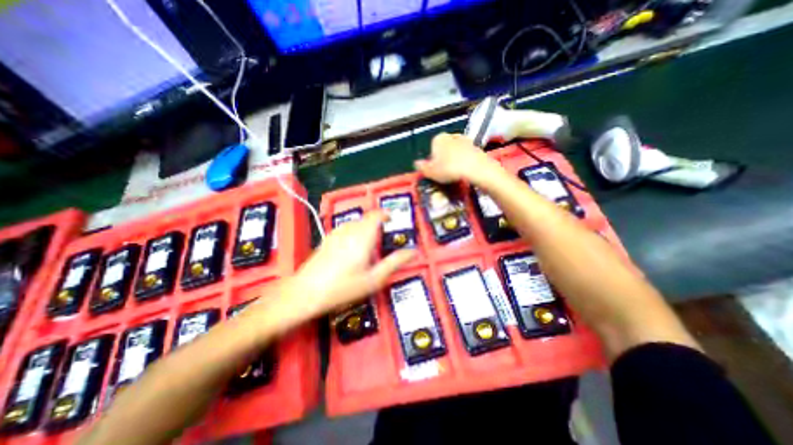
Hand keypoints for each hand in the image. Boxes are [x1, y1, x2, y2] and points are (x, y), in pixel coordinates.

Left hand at [257, 212, 416, 333]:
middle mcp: (350, 230)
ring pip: (356, 223)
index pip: (376, 215)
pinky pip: (346, 229)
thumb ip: (394, 262)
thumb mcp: (374, 279)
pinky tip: (352, 249)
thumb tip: (413, 251)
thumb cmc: (344, 287)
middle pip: (367, 218)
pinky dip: (354, 232)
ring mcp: (336, 233)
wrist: (305, 293)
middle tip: (384, 239)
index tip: (393, 220)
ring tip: (370, 244)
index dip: (386, 214)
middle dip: (378, 224)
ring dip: (366, 228)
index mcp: (363, 236)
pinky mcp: (327, 239)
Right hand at [415, 132, 499, 183]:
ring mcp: (465, 139)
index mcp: (438, 138)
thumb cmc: (449, 169)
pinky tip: (465, 170)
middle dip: (444, 158)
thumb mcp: (431, 172)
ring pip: (455, 150)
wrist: (475, 168)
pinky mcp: (476, 146)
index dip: (432, 160)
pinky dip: (464, 161)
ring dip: (454, 159)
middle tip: (445, 172)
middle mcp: (451, 135)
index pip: (432, 148)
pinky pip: (466, 154)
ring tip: (455, 173)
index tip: (435, 170)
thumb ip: (422, 167)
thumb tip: (416, 164)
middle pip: (444, 148)